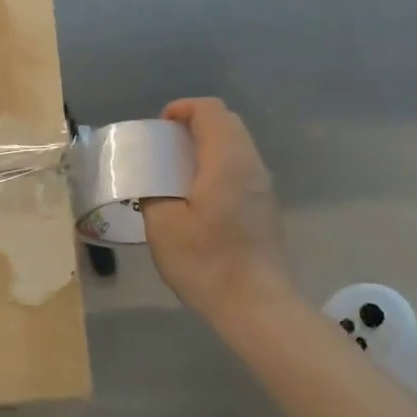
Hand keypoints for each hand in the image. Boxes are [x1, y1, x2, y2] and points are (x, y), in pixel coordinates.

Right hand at [142, 98, 290, 323]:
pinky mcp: (265, 206)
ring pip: (236, 145)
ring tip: (176, 172)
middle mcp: (251, 165)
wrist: (257, 307)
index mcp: (227, 161)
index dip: (182, 109)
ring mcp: (263, 186)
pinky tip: (197, 197)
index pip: (210, 110)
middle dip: (193, 124)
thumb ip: (152, 191)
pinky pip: (240, 167)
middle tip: (164, 148)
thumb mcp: (162, 226)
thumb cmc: (207, 263)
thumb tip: (151, 180)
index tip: (159, 129)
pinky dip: (217, 165)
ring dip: (206, 146)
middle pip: (226, 122)